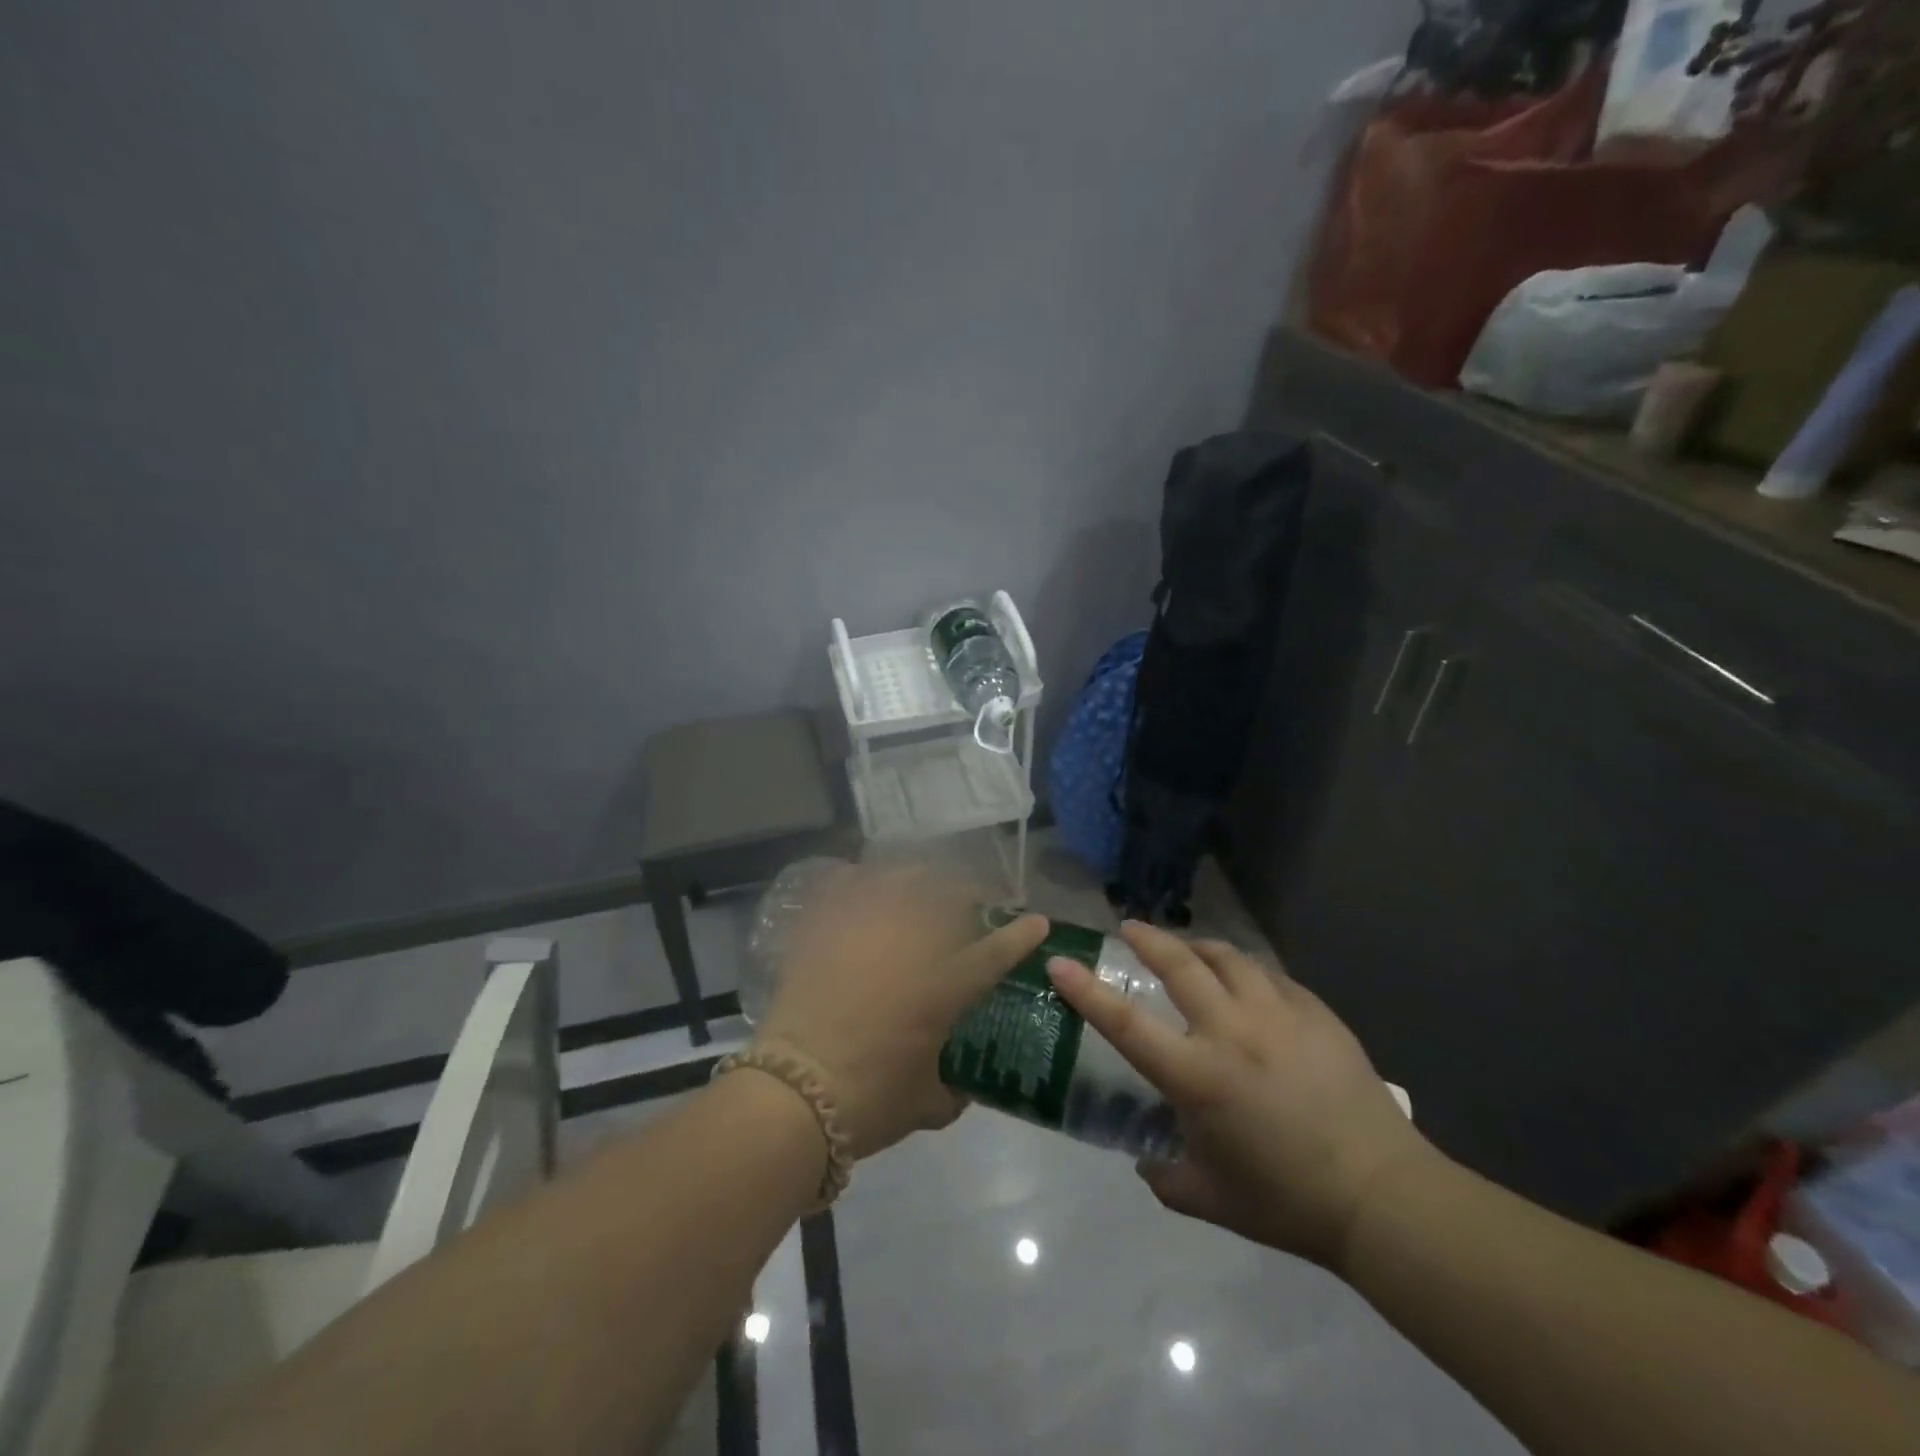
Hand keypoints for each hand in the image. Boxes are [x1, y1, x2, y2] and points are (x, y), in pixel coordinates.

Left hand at [756, 866, 1048, 1159]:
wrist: (794, 1094)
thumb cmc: (869, 1102)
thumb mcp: (926, 1104)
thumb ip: (953, 1090)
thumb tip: (961, 1085)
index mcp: (945, 986)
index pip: (996, 950)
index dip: (1021, 934)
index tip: (1037, 922)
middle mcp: (912, 944)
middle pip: (950, 897)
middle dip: (969, 896)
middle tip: (969, 907)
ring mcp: (866, 929)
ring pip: (902, 879)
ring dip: (920, 880)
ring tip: (919, 889)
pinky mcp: (826, 928)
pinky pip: (846, 883)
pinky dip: (858, 878)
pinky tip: (861, 883)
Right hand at [1046, 922, 1436, 1271]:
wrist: (1382, 1196)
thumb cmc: (1287, 1200)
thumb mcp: (1210, 1198)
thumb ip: (1165, 1175)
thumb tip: (1147, 1158)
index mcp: (1198, 1076)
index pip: (1126, 1024)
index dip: (1086, 991)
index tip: (1060, 962)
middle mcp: (1231, 1032)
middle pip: (1179, 965)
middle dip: (1149, 940)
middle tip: (1131, 929)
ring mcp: (1278, 1015)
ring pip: (1228, 958)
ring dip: (1199, 947)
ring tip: (1188, 948)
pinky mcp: (1315, 1012)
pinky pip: (1270, 976)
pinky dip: (1246, 971)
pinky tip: (1246, 981)